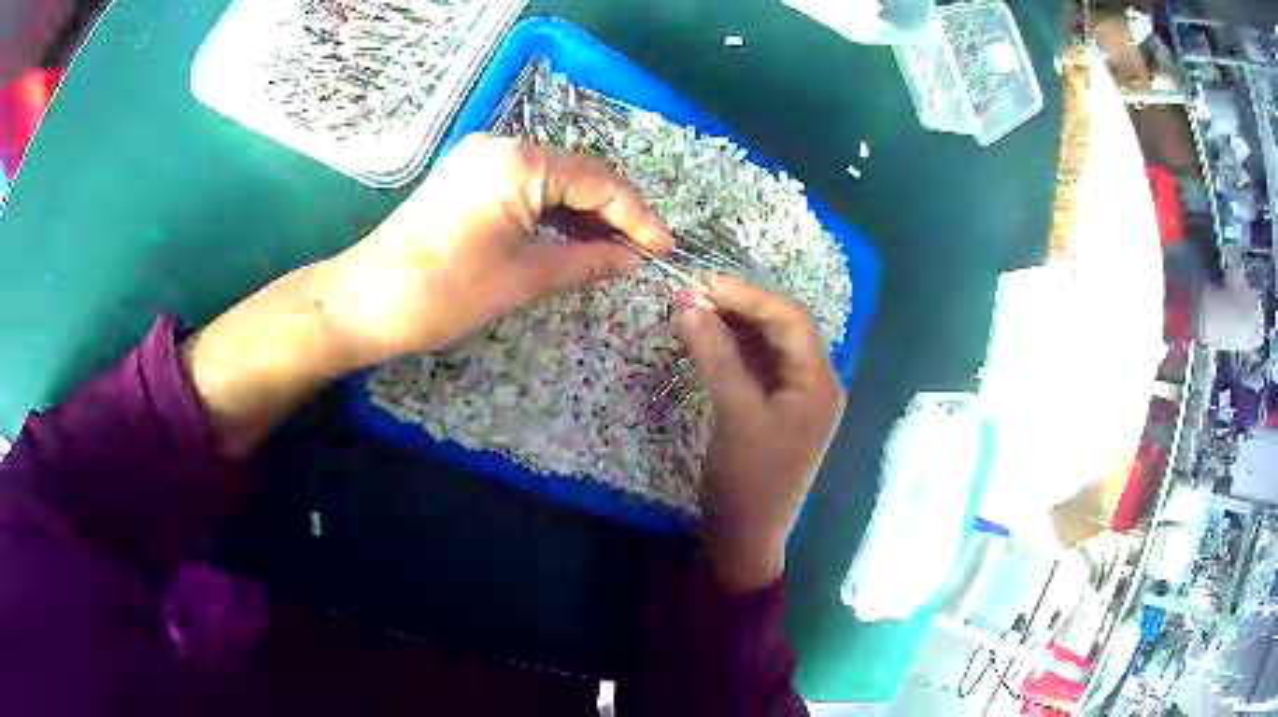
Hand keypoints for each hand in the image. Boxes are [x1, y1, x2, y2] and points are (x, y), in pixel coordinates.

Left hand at [313, 134, 672, 365]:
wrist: (365, 302)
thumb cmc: (445, 291)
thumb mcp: (524, 277)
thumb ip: (587, 261)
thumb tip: (632, 259)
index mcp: (521, 161)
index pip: (599, 180)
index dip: (638, 216)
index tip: (665, 249)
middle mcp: (502, 146)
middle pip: (578, 174)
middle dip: (614, 213)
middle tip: (643, 252)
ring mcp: (480, 159)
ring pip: (552, 180)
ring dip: (584, 214)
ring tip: (615, 250)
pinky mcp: (467, 178)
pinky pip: (525, 188)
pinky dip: (551, 213)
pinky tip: (572, 238)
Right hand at [677, 277, 844, 592]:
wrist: (744, 537)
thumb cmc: (749, 480)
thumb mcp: (735, 414)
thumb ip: (715, 356)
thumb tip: (689, 303)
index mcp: (820, 383)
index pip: (792, 320)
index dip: (750, 296)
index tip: (705, 283)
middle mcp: (813, 383)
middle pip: (781, 329)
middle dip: (740, 307)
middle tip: (694, 292)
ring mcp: (792, 396)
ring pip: (766, 345)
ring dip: (732, 325)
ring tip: (693, 307)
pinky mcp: (771, 408)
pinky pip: (754, 365)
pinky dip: (729, 348)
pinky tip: (703, 336)